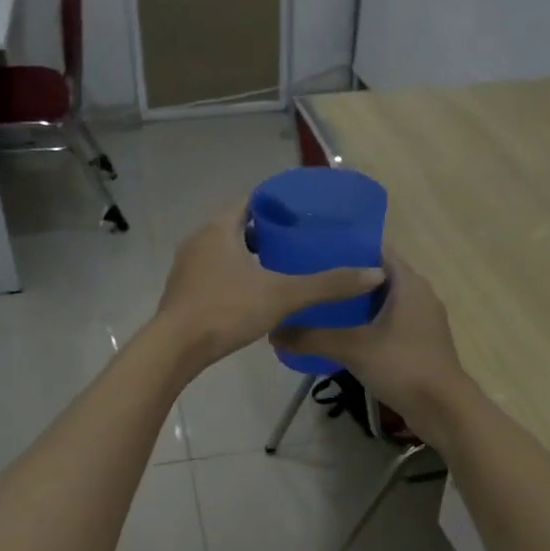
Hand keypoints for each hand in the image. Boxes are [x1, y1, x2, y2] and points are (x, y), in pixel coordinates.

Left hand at [152, 201, 385, 372]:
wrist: (175, 349)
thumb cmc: (226, 310)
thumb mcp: (283, 296)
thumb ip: (327, 285)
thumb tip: (374, 274)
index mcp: (219, 228)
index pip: (251, 201)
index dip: (278, 204)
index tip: (304, 214)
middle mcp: (199, 240)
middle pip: (238, 225)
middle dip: (268, 232)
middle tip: (300, 242)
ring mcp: (187, 267)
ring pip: (225, 251)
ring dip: (250, 256)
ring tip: (283, 268)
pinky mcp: (184, 291)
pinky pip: (215, 273)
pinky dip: (236, 276)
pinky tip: (255, 295)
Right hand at [272, 250, 473, 438]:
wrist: (443, 409)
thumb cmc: (402, 366)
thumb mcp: (352, 348)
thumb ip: (312, 338)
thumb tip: (273, 333)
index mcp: (409, 283)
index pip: (377, 250)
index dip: (348, 247)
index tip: (316, 250)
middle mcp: (419, 294)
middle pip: (378, 276)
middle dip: (347, 277)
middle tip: (311, 279)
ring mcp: (423, 320)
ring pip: (384, 301)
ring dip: (357, 303)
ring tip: (320, 305)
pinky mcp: (421, 342)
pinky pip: (390, 322)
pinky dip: (369, 323)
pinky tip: (343, 334)